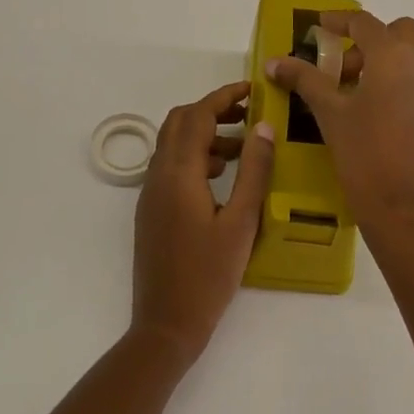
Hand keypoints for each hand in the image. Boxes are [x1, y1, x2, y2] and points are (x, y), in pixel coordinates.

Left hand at [132, 81, 275, 365]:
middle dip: (212, 111)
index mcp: (178, 173)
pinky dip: (195, 157)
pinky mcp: (152, 210)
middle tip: (248, 115)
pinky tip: (222, 177)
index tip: (252, 90)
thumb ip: (253, 171)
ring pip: (173, 144)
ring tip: (242, 148)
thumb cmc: (208, 275)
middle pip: (179, 123)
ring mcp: (150, 193)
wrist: (166, 324)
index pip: (197, 116)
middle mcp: (158, 176)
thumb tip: (263, 128)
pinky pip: (171, 167)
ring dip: (204, 134)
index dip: (224, 97)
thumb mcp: (241, 222)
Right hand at [266, 10, 413, 231]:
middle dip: (368, 40)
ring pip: (411, 59)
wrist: (407, 210)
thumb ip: (304, 80)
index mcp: (393, 57)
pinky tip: (372, 116)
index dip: (338, 20)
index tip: (318, 27)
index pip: (364, 22)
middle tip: (340, 68)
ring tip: (350, 94)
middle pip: (398, 33)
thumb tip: (275, 62)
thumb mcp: (330, 114)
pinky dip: (396, 85)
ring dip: (383, 62)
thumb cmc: (365, 154)